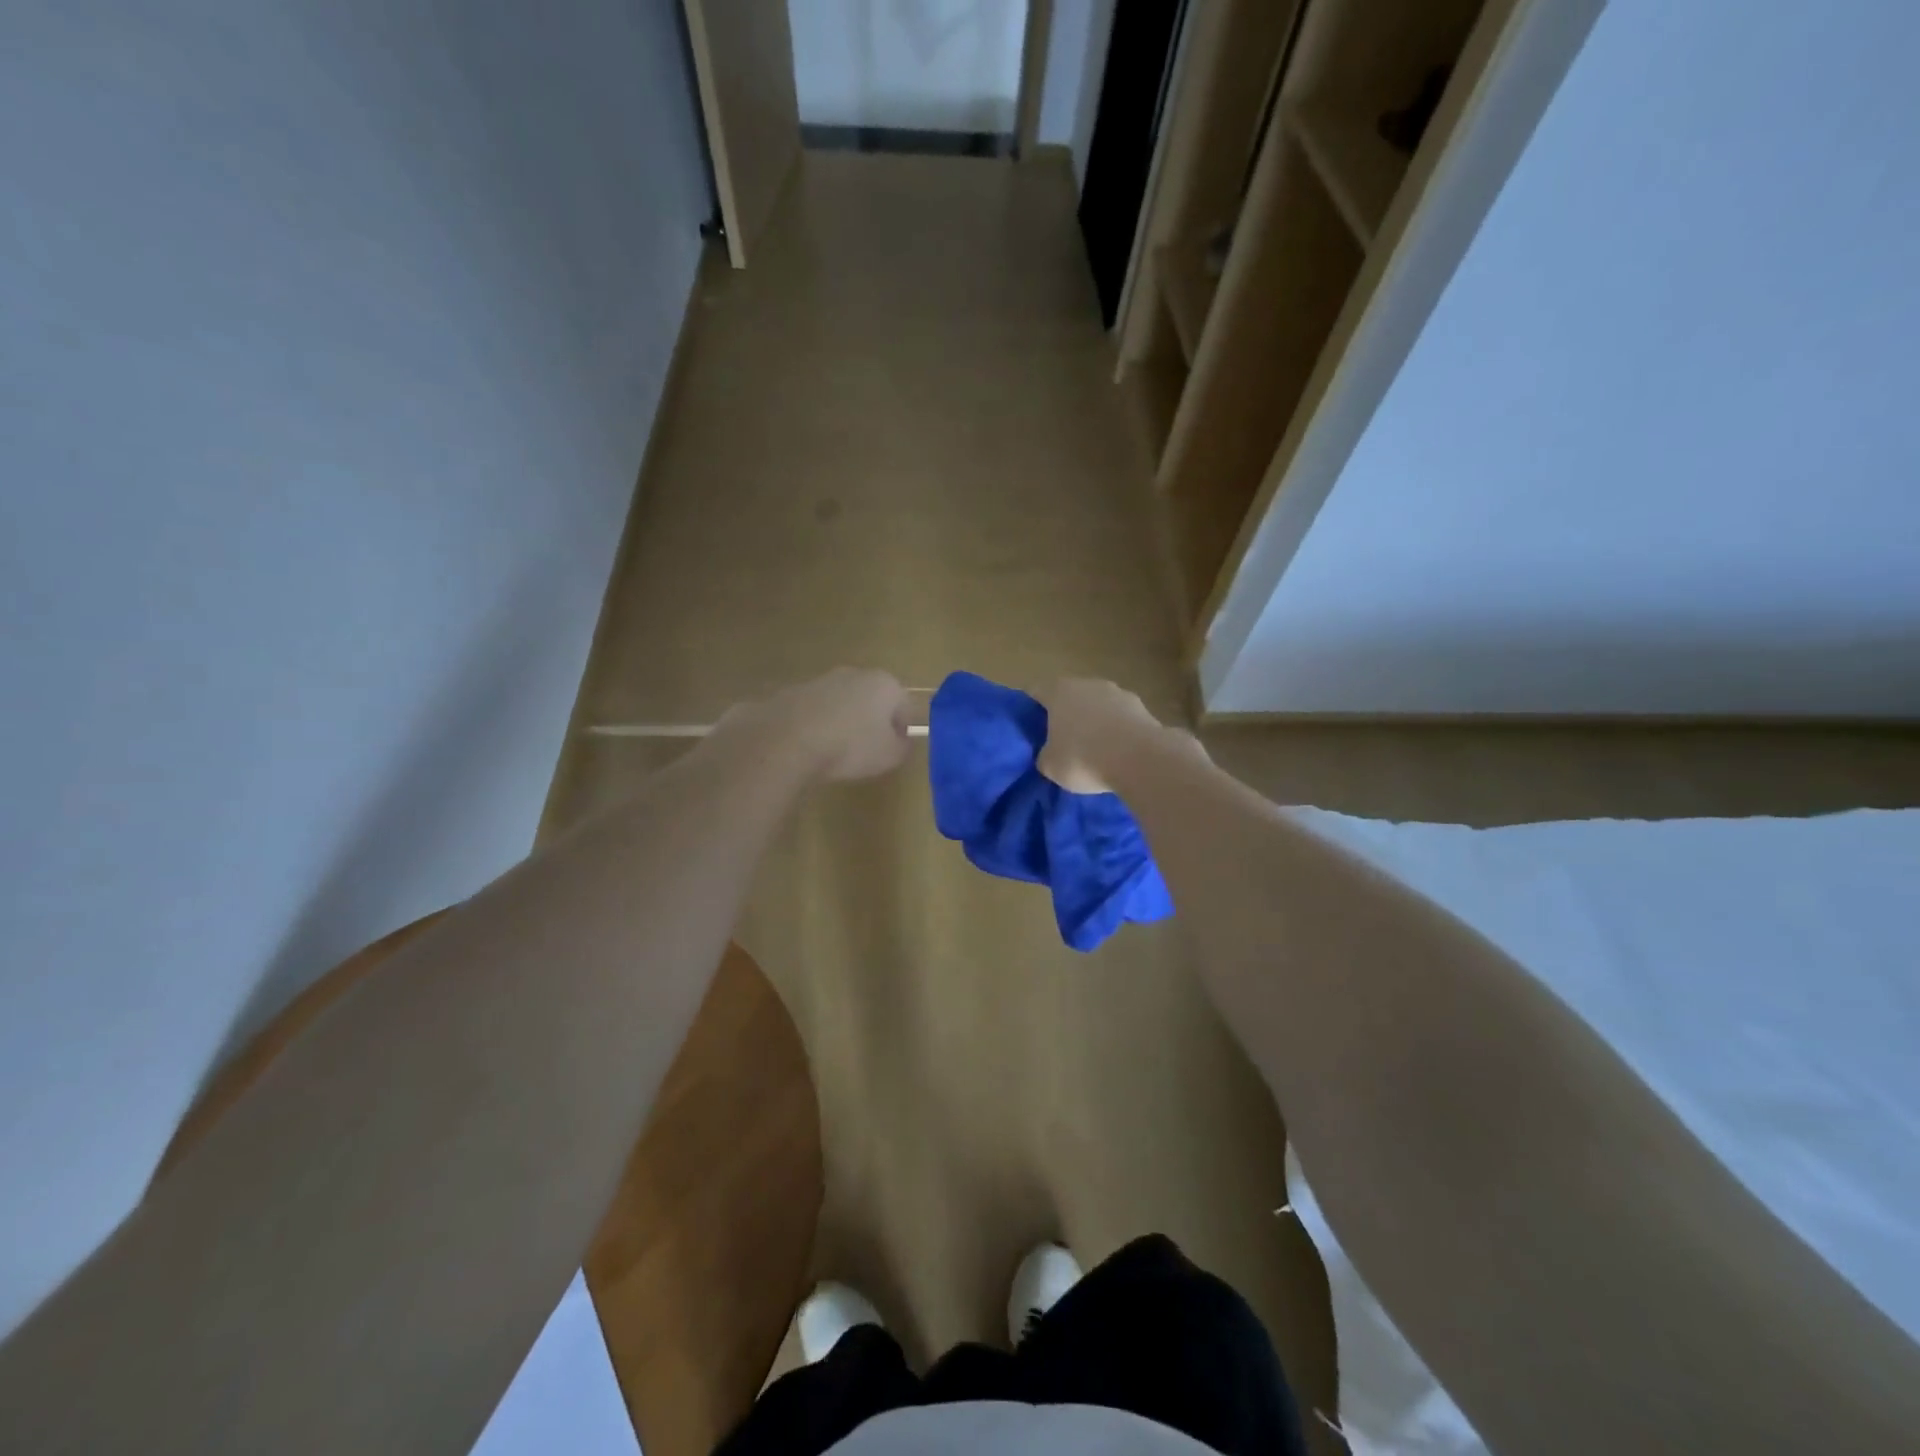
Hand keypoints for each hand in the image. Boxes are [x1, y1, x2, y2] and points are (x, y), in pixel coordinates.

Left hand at [739, 668, 911, 781]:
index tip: (893, 750)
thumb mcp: (890, 756)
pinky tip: (811, 747)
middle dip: (872, 722)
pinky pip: (815, 711)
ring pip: (842, 702)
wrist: (787, 740)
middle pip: (872, 699)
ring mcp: (821, 680)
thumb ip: (903, 747)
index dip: (903, 730)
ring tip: (835, 751)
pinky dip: (817, 725)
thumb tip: (902, 741)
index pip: (905, 705)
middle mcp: (854, 673)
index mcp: (885, 683)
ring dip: (843, 722)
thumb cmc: (850, 746)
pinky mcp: (792, 691)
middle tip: (866, 751)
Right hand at [1034, 678, 1173, 793]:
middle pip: (1070, 696)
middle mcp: (1087, 684)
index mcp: (1058, 691)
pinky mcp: (1142, 707)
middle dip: (1065, 715)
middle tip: (1061, 740)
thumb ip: (1045, 755)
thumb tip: (1049, 754)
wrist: (1140, 759)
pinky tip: (1118, 753)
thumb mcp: (1050, 766)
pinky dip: (1117, 731)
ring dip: (1094, 721)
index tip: (1031, 728)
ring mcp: (1118, 693)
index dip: (1031, 709)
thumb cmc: (1083, 758)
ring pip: (1098, 705)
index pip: (1036, 692)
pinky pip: (1121, 719)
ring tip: (1094, 749)